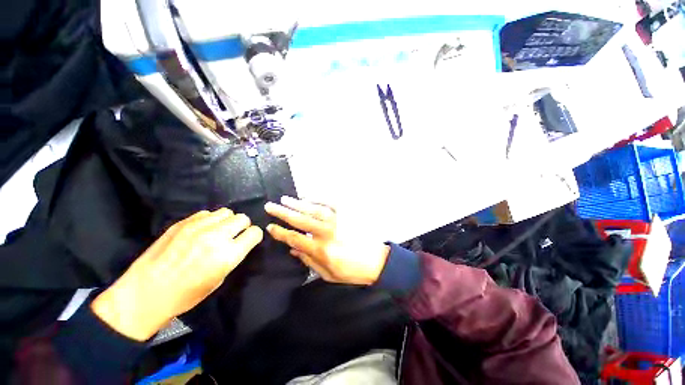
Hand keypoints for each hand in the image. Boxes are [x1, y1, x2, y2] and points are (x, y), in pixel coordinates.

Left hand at [91, 209, 262, 340]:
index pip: (254, 233)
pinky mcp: (183, 223)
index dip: (254, 236)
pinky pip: (207, 213)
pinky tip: (201, 231)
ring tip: (217, 231)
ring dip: (227, 221)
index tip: (249, 240)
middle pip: (242, 218)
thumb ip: (232, 256)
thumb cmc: (186, 294)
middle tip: (233, 235)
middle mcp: (216, 237)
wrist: (146, 293)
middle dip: (242, 226)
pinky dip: (210, 220)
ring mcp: (198, 227)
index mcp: (228, 255)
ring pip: (226, 212)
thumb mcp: (219, 279)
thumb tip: (239, 242)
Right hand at [265, 197, 389, 285]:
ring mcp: (337, 220)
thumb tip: (294, 249)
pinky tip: (308, 198)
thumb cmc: (352, 271)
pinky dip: (317, 200)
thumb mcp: (328, 274)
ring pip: (312, 209)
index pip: (294, 238)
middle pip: (300, 219)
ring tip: (284, 199)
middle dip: (282, 212)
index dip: (280, 232)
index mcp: (320, 249)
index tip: (270, 227)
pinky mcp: (345, 215)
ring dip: (297, 204)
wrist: (376, 260)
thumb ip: (309, 261)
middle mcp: (326, 231)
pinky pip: (329, 204)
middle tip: (270, 206)